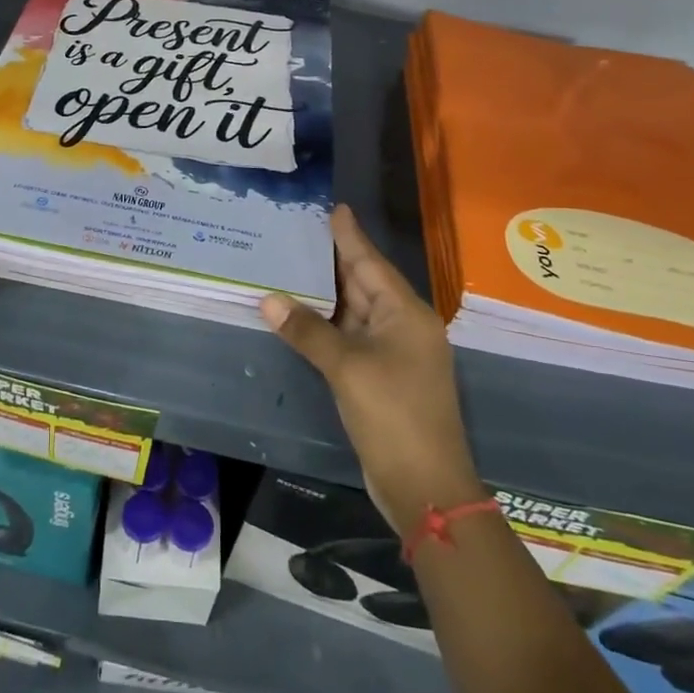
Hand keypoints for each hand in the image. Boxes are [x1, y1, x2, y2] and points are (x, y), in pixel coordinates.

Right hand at [261, 205, 483, 528]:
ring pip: (355, 312)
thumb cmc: (393, 415)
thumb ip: (308, 331)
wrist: (424, 484)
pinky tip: (301, 314)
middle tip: (299, 232)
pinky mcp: (381, 376)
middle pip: (364, 284)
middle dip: (333, 260)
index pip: (371, 263)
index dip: (351, 236)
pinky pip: (350, 337)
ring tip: (292, 264)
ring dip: (325, 294)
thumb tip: (268, 299)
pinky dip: (326, 324)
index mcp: (406, 314)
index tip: (334, 208)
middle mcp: (403, 326)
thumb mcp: (347, 368)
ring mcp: (393, 353)